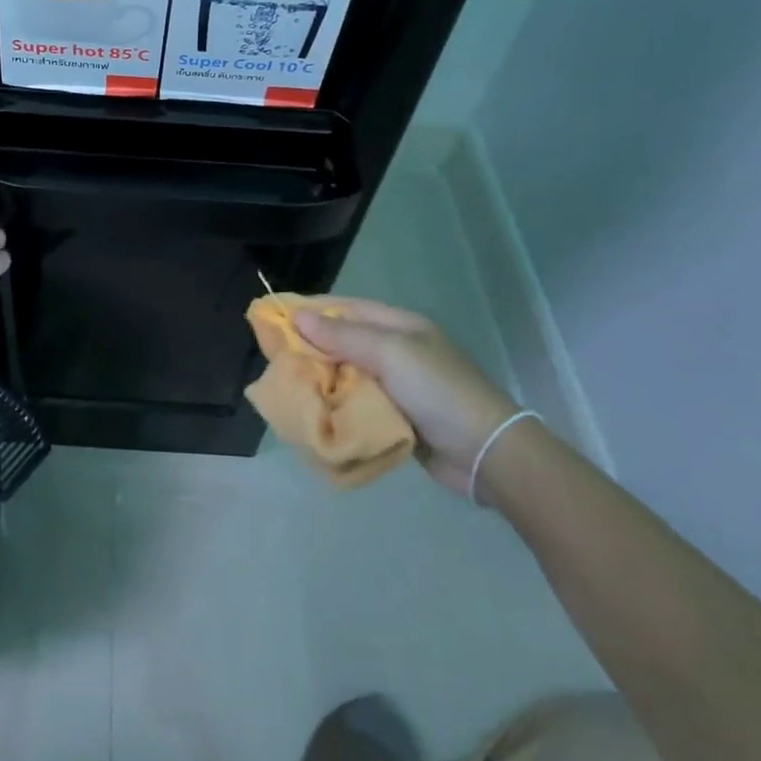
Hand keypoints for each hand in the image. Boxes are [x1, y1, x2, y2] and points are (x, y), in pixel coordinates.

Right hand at [293, 298, 519, 497]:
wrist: (487, 453)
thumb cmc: (438, 391)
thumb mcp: (391, 354)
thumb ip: (344, 336)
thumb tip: (298, 316)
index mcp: (399, 326)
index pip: (345, 308)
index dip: (310, 309)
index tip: (273, 314)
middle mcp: (395, 350)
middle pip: (343, 341)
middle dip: (310, 346)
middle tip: (273, 355)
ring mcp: (397, 385)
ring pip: (346, 373)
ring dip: (320, 378)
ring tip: (286, 383)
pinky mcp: (395, 415)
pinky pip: (356, 402)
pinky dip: (335, 404)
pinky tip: (313, 409)